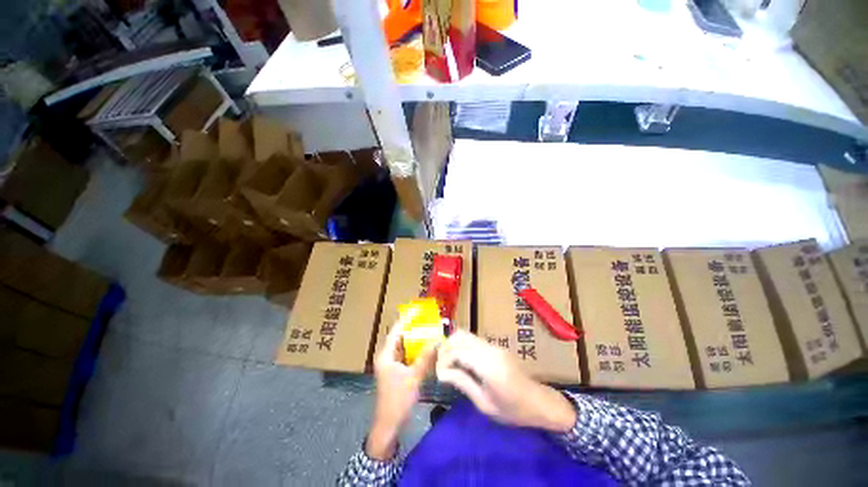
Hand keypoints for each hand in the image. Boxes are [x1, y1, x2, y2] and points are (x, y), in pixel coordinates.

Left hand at [366, 319, 437, 459]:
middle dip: (413, 329)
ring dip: (415, 340)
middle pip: (400, 338)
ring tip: (429, 331)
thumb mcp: (413, 377)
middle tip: (427, 320)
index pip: (395, 332)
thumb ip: (425, 358)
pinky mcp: (397, 372)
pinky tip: (426, 349)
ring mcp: (392, 365)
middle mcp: (387, 357)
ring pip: (404, 348)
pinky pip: (407, 357)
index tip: (416, 310)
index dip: (405, 320)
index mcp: (386, 355)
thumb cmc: (398, 399)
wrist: (389, 425)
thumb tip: (437, 341)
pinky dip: (415, 352)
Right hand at [436, 331, 575, 432]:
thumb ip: (463, 383)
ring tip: (448, 362)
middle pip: (460, 336)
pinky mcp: (496, 346)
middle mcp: (490, 349)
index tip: (438, 373)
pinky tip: (460, 360)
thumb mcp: (485, 404)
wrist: (539, 402)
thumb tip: (441, 373)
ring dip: (453, 345)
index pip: (457, 351)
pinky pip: (473, 340)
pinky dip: (462, 346)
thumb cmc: (513, 410)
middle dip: (446, 348)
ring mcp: (494, 345)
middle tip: (441, 365)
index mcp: (488, 365)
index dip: (443, 359)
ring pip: (466, 335)